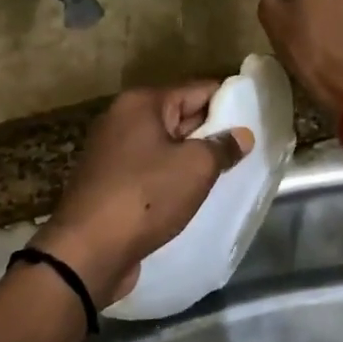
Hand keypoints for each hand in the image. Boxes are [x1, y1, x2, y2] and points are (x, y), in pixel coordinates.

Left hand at [32, 83, 254, 305]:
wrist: (87, 251)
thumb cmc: (146, 197)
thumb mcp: (195, 168)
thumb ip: (222, 147)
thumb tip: (242, 135)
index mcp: (141, 103)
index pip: (197, 89)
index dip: (228, 101)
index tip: (255, 116)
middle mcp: (122, 119)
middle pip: (179, 115)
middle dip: (211, 130)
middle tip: (248, 146)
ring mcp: (112, 152)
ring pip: (164, 146)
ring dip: (191, 157)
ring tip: (228, 171)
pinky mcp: (109, 183)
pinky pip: (150, 170)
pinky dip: (171, 177)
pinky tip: (194, 193)